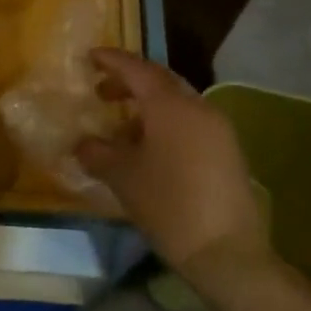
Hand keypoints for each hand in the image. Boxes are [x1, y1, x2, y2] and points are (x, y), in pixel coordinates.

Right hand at [77, 48, 269, 280]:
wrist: (227, 253)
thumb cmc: (169, 205)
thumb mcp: (122, 177)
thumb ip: (97, 153)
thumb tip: (82, 143)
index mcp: (170, 105)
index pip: (136, 69)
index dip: (111, 60)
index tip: (89, 57)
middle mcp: (198, 107)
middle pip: (160, 81)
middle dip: (129, 82)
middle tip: (101, 92)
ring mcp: (218, 129)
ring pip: (176, 103)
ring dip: (147, 107)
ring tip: (121, 130)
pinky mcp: (228, 151)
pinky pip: (190, 123)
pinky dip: (165, 124)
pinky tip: (149, 151)